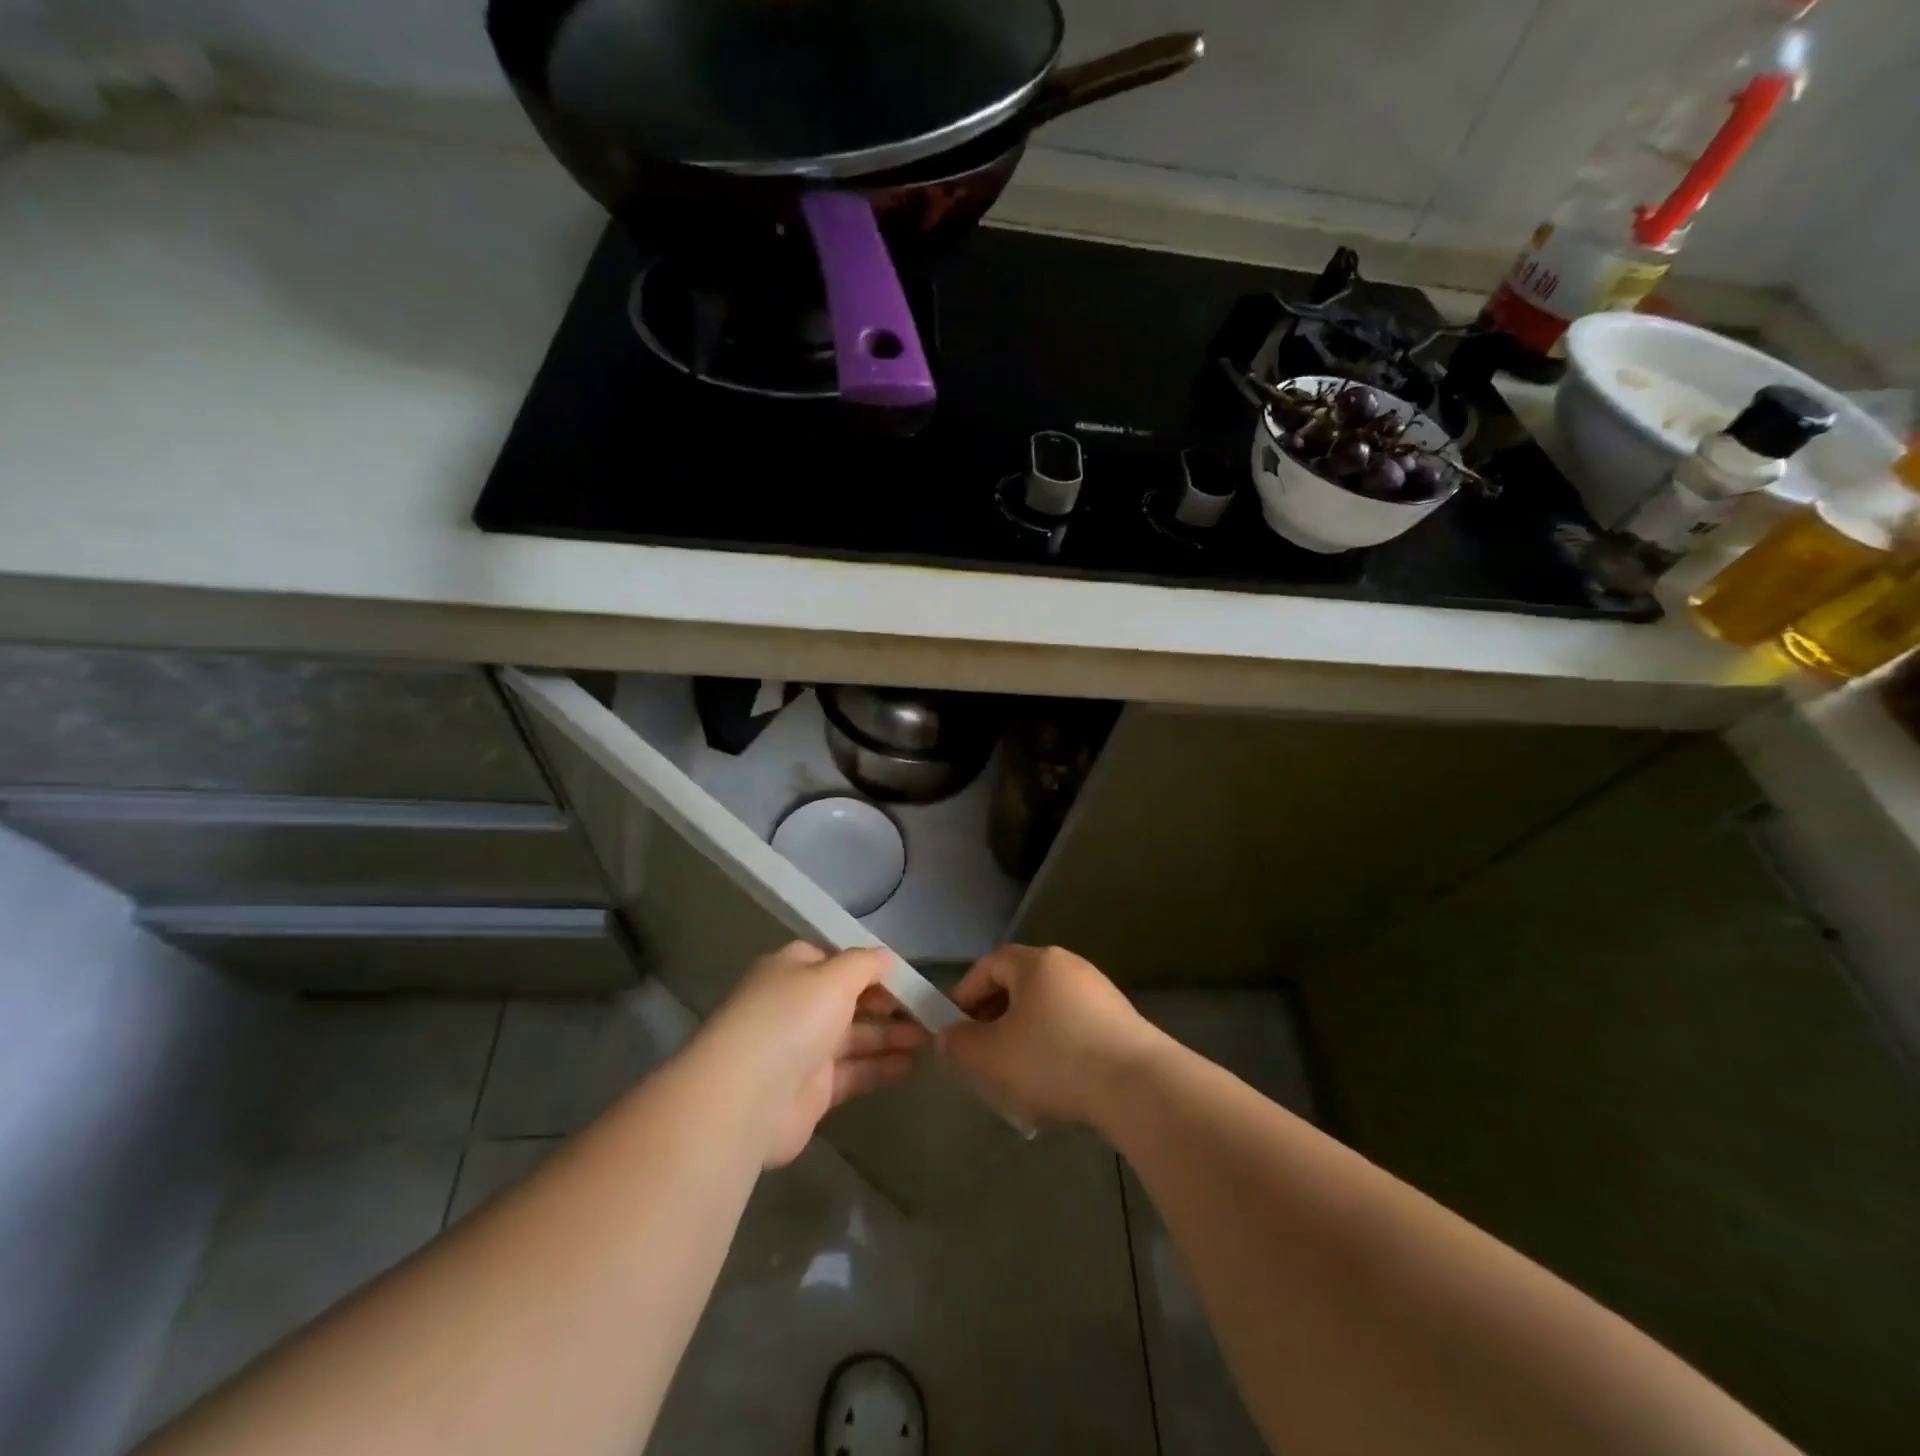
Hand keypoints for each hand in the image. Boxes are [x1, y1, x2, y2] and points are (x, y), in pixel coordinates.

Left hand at [698, 943, 927, 1166]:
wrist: (746, 1099)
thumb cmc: (791, 1019)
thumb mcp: (833, 976)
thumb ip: (865, 964)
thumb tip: (886, 958)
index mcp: (791, 971)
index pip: (834, 959)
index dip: (869, 965)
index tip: (905, 974)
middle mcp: (796, 1007)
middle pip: (849, 999)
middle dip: (887, 1003)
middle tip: (928, 1008)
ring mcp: (802, 1051)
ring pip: (855, 1037)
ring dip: (891, 1035)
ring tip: (931, 1036)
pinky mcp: (812, 1092)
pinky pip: (854, 1072)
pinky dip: (881, 1066)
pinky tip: (913, 1064)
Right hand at [938, 944, 1164, 1125]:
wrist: (1137, 1085)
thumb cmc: (1055, 1059)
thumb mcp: (993, 1056)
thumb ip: (961, 1044)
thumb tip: (946, 1037)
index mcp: (1036, 962)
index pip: (989, 965)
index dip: (966, 993)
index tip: (954, 1027)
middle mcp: (1068, 965)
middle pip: (1019, 984)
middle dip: (995, 1016)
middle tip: (982, 1051)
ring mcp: (1098, 990)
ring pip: (1046, 1006)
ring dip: (1025, 1033)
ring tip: (1017, 1072)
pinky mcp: (1120, 1018)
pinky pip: (1074, 1024)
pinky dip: (1056, 1044)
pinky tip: (1056, 1080)